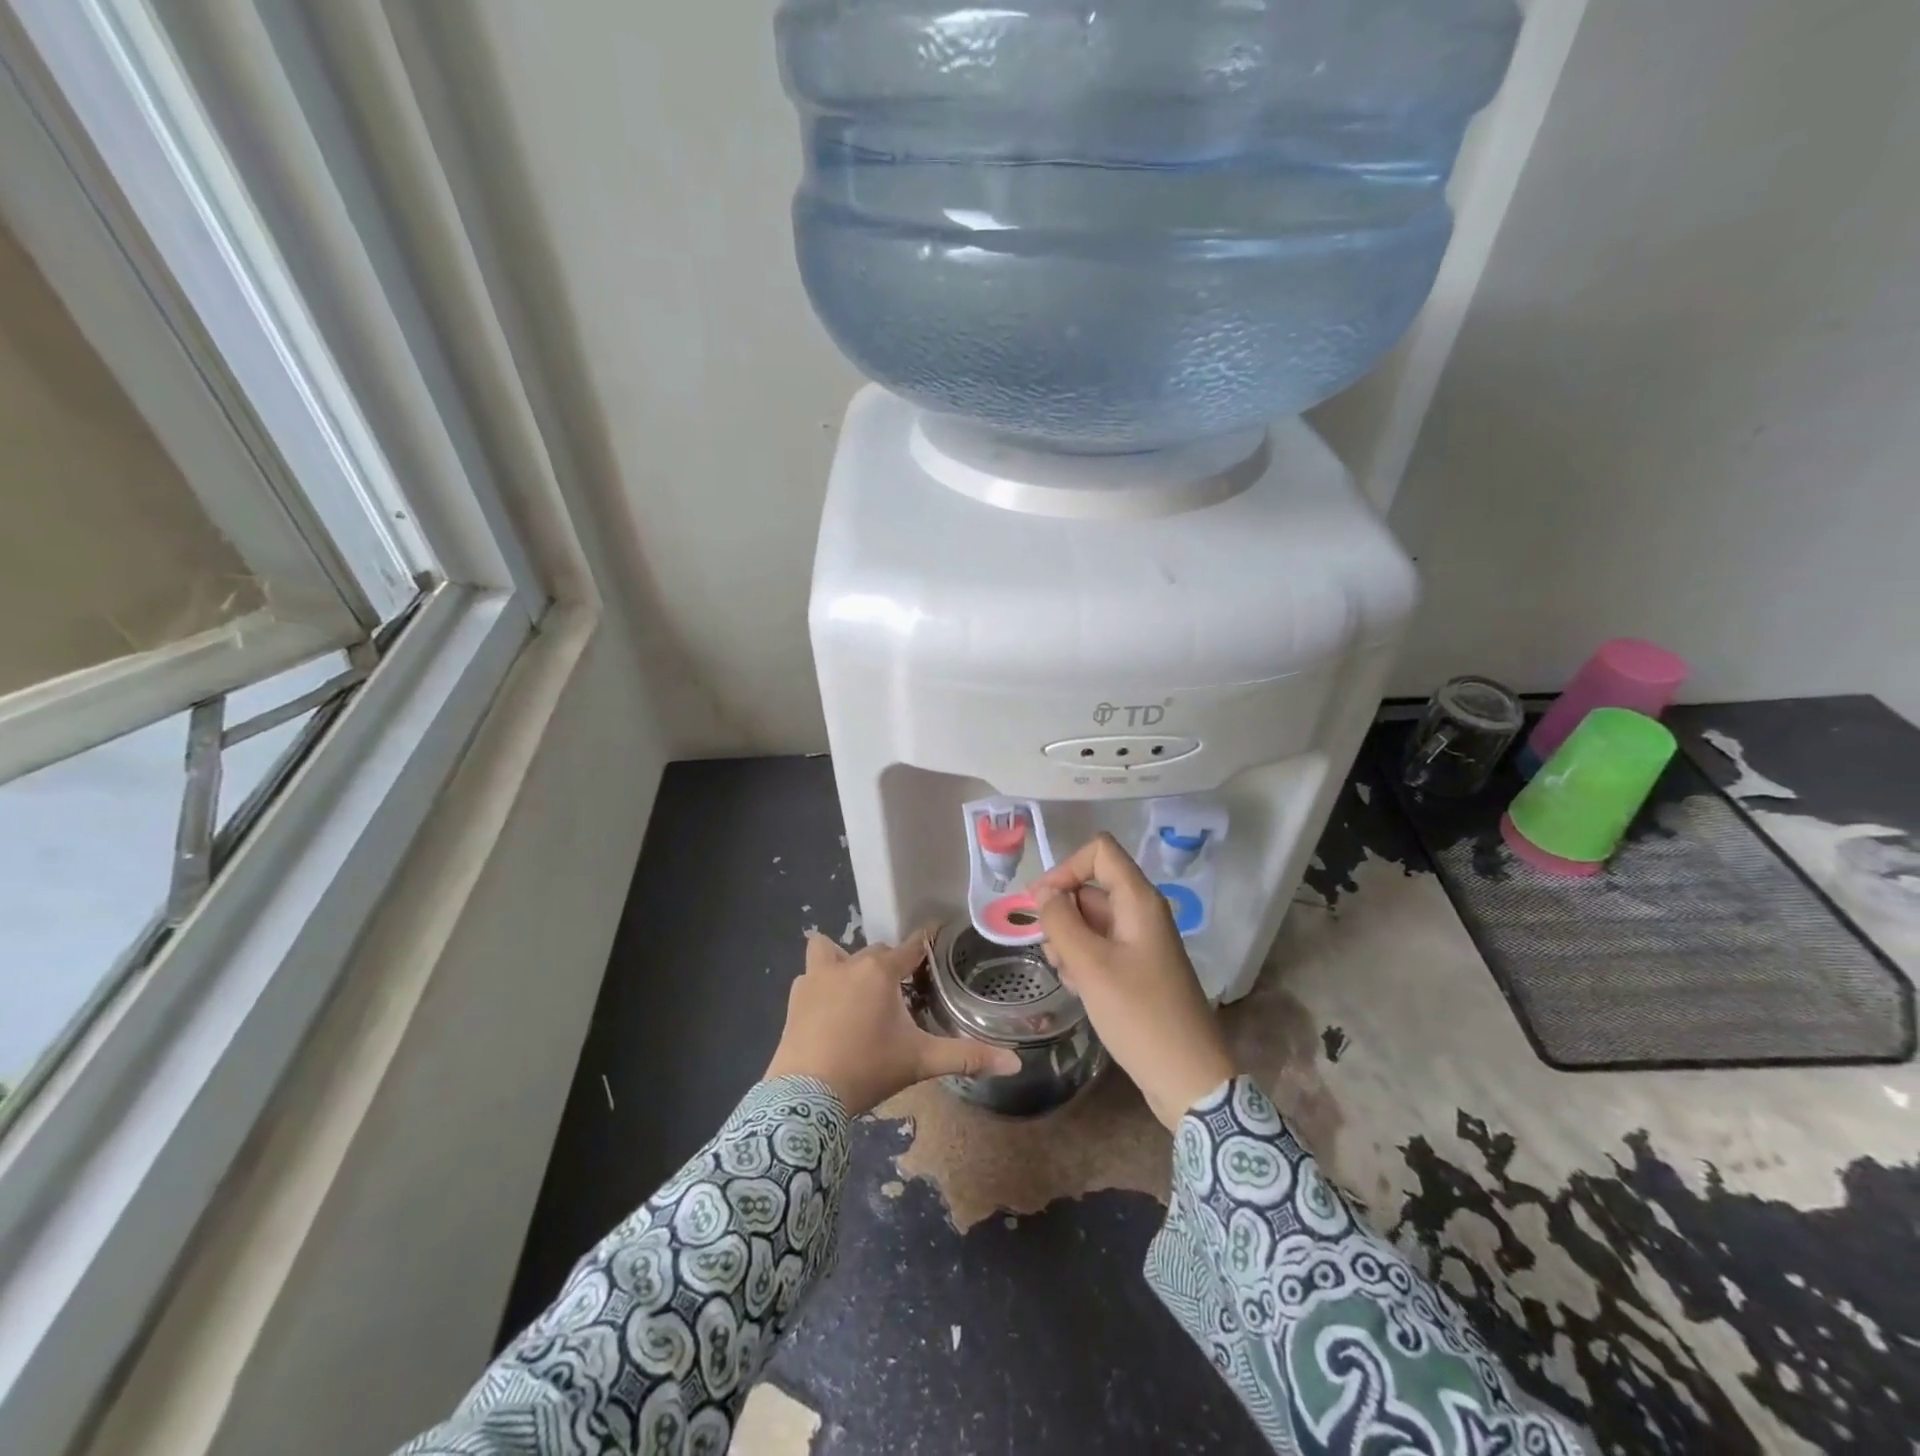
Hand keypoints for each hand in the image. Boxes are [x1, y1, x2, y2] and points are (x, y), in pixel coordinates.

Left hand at [766, 931, 1022, 1115]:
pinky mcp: (795, 997)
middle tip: (901, 990)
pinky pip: (810, 975)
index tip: (934, 937)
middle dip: (889, 964)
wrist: (805, 1096)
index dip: (924, 943)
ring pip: (831, 950)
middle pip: (875, 951)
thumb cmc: (867, 1069)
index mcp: (881, 972)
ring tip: (856, 987)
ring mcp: (816, 978)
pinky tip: (827, 1007)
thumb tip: (1015, 1063)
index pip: (910, 947)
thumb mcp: (920, 1062)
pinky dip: (820, 983)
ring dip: (844, 960)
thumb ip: (967, 1058)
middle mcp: (849, 964)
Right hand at [1031, 834, 1236, 1130]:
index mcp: (1139, 901)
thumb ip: (1060, 921)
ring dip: (1069, 942)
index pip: (1099, 851)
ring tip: (1069, 977)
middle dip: (1062, 914)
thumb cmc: (1139, 1015)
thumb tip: (1043, 891)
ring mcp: (1141, 942)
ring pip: (1091, 920)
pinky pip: (1101, 948)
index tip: (1040, 904)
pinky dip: (1083, 961)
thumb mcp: (1090, 966)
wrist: (1188, 1078)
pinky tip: (1079, 990)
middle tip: (1053, 953)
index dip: (1065, 868)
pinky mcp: (1138, 969)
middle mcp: (1142, 913)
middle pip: (1090, 888)